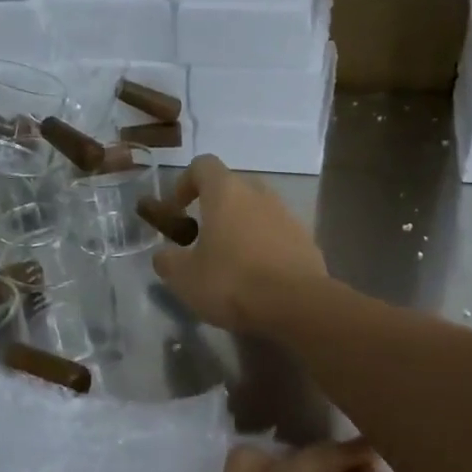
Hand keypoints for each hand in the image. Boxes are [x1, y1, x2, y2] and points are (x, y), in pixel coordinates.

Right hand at [152, 155, 328, 332]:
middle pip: (233, 188)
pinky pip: (278, 235)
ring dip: (242, 229)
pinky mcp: (307, 241)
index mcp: (227, 192)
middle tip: (203, 239)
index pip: (203, 165)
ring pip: (258, 212)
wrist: (296, 305)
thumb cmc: (232, 283)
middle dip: (216, 208)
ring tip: (231, 263)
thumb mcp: (185, 278)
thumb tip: (164, 255)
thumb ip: (168, 261)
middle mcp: (260, 194)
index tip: (177, 210)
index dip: (185, 182)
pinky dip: (265, 248)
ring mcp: (288, 216)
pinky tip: (258, 278)